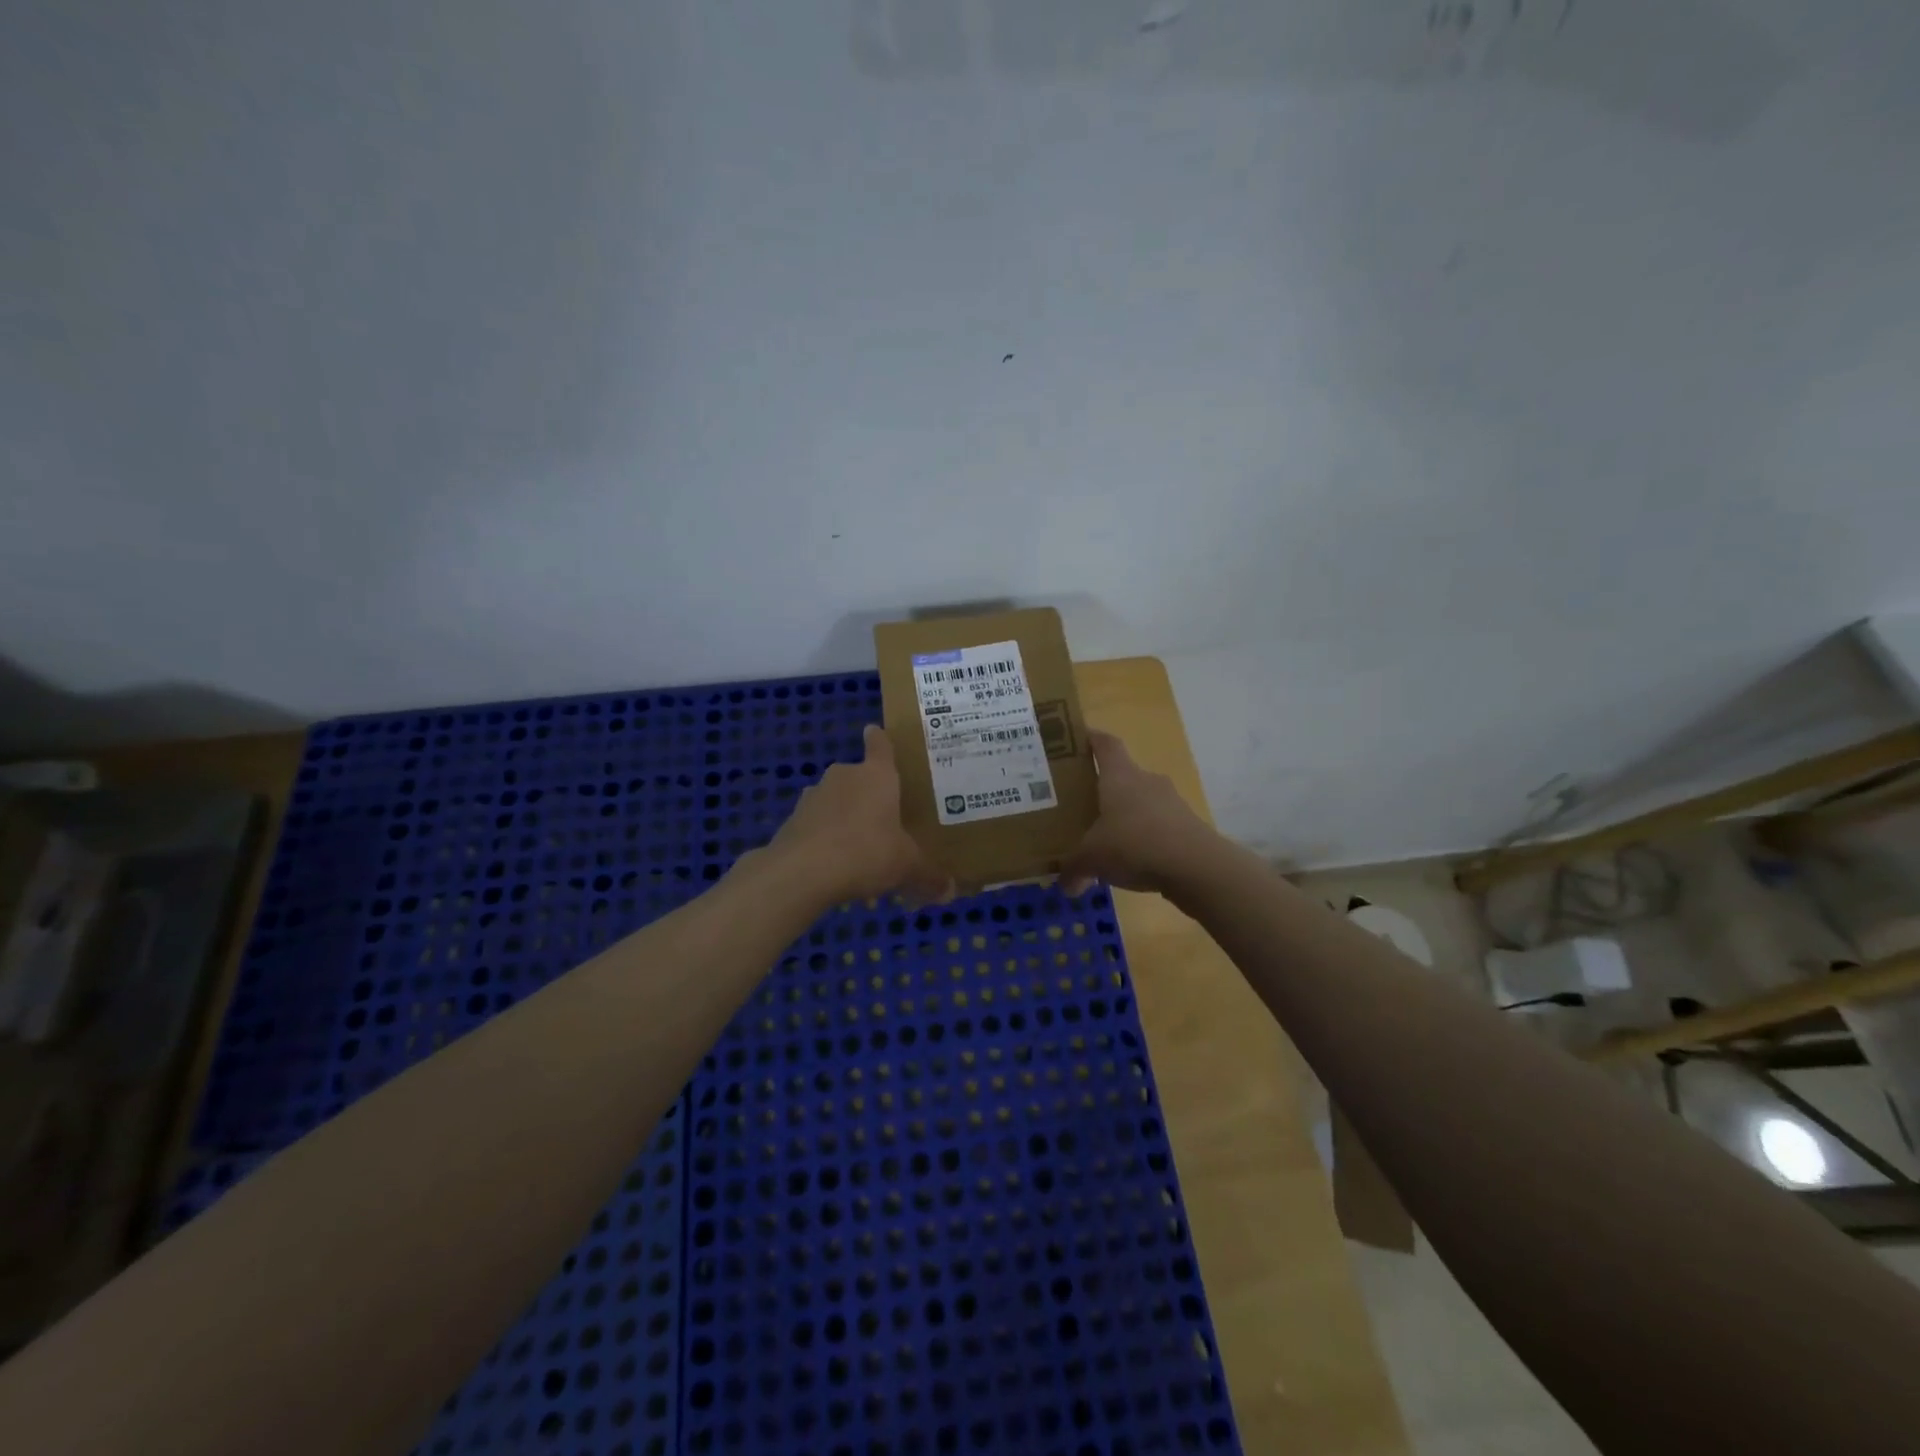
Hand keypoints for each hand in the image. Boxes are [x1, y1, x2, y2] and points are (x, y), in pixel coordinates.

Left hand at [767, 725, 954, 905]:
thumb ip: (929, 875)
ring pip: (836, 802)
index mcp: (877, 775)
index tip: (876, 732)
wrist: (801, 872)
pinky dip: (826, 839)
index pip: (880, 745)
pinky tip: (835, 866)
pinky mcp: (792, 820)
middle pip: (858, 777)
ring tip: (861, 850)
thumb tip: (951, 891)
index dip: (880, 739)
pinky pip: (817, 825)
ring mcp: (814, 796)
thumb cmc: (866, 852)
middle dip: (869, 795)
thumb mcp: (907, 866)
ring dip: (846, 819)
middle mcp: (844, 776)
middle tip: (885, 819)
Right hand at [1060, 730, 1216, 897]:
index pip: (1105, 744)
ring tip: (1107, 838)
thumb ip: (1074, 869)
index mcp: (1120, 776)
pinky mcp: (1187, 826)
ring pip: (1142, 802)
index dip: (1092, 739)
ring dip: (1126, 816)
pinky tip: (1133, 861)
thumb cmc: (1134, 844)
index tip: (1077, 740)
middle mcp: (1146, 781)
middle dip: (1104, 788)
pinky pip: (1158, 826)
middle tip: (1082, 803)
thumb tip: (1065, 886)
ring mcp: (1171, 803)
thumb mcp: (1092, 859)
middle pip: (1123, 775)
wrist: (1196, 867)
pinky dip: (1145, 838)